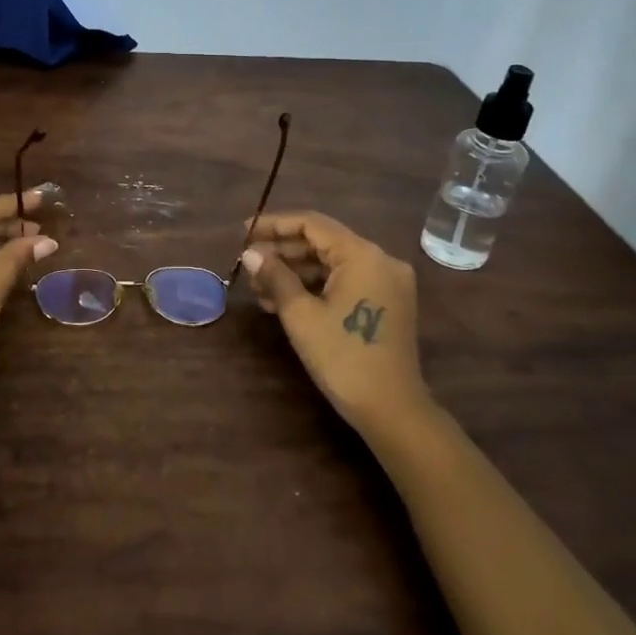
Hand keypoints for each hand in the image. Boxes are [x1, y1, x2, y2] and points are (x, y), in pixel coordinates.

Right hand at [240, 212, 430, 438]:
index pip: (312, 224)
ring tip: (259, 288)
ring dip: (295, 272)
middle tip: (248, 264)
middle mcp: (380, 260)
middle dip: (283, 252)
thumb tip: (250, 253)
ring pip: (332, 264)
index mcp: (362, 255)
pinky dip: (316, 287)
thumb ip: (275, 277)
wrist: (392, 410)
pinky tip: (284, 302)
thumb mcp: (301, 315)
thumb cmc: (343, 358)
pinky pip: (345, 282)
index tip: (243, 232)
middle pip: (323, 243)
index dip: (274, 225)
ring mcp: (387, 283)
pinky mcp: (387, 303)